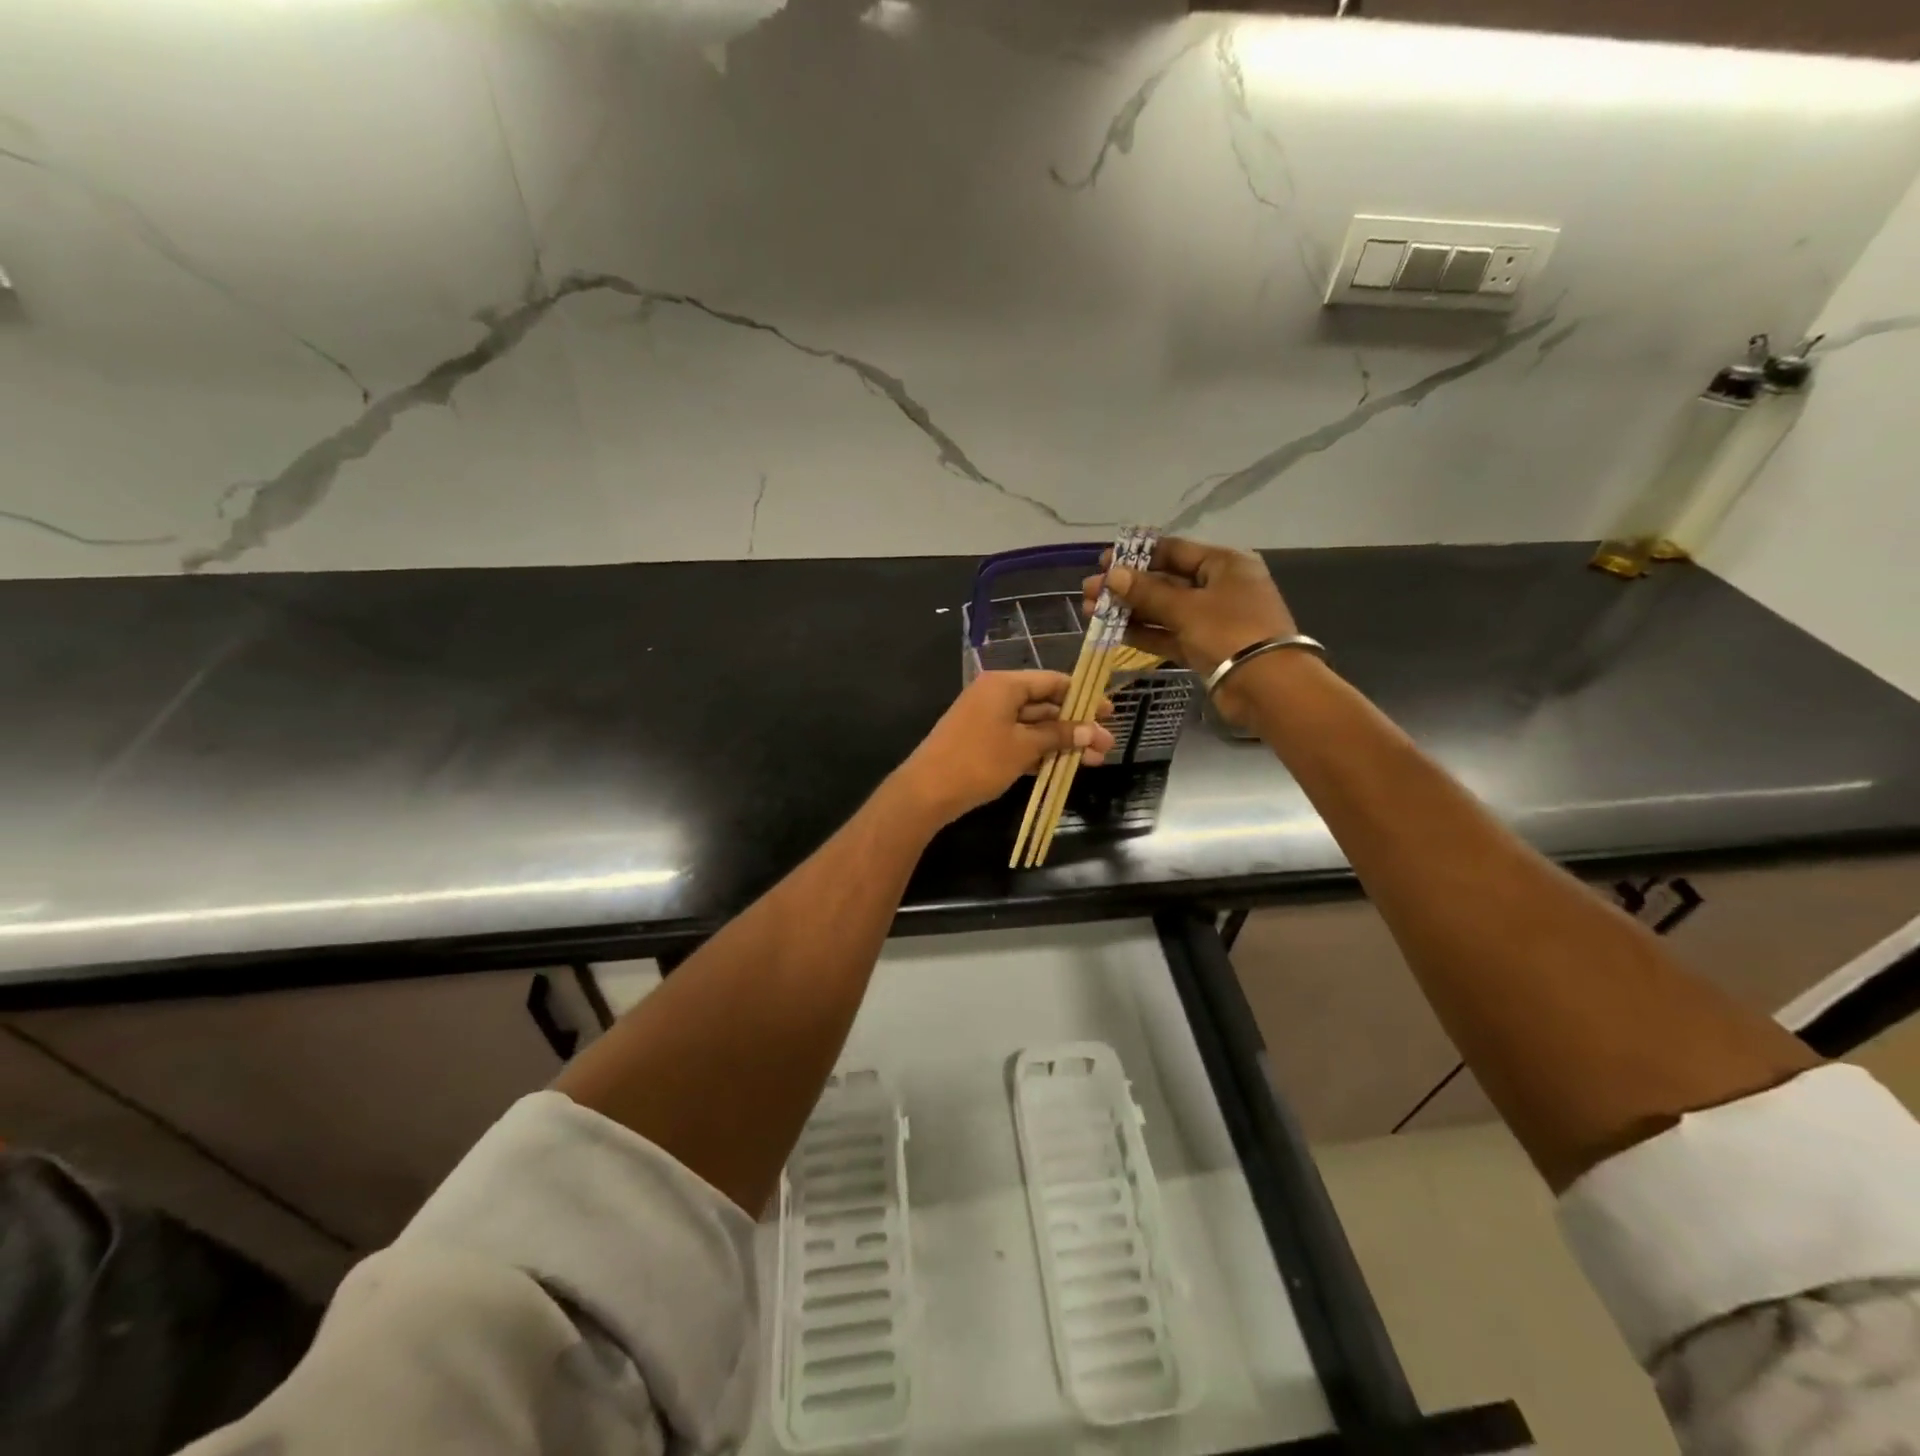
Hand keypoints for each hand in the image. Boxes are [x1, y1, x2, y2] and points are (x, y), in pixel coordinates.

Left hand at [896, 671, 1115, 824]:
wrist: (927, 791)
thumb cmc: (978, 761)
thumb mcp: (1023, 747)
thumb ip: (1058, 736)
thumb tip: (1090, 731)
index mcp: (1004, 685)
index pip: (1052, 681)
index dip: (1082, 697)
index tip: (1108, 713)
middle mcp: (996, 696)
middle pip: (1045, 705)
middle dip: (1076, 725)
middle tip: (1106, 744)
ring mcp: (988, 720)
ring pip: (1033, 726)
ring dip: (1062, 742)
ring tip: (1094, 761)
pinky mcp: (983, 743)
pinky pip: (1018, 741)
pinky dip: (1040, 752)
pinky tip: (1064, 767)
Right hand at [1083, 536, 1295, 677]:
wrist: (1267, 686)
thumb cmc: (1230, 632)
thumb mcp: (1186, 607)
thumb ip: (1147, 592)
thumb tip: (1112, 575)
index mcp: (1223, 564)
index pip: (1173, 551)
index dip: (1137, 555)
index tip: (1103, 562)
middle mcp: (1218, 587)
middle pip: (1165, 581)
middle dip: (1126, 587)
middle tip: (1090, 592)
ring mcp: (1211, 619)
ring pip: (1163, 610)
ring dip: (1129, 611)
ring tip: (1092, 613)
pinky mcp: (1203, 647)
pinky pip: (1168, 634)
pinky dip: (1144, 633)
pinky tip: (1113, 632)